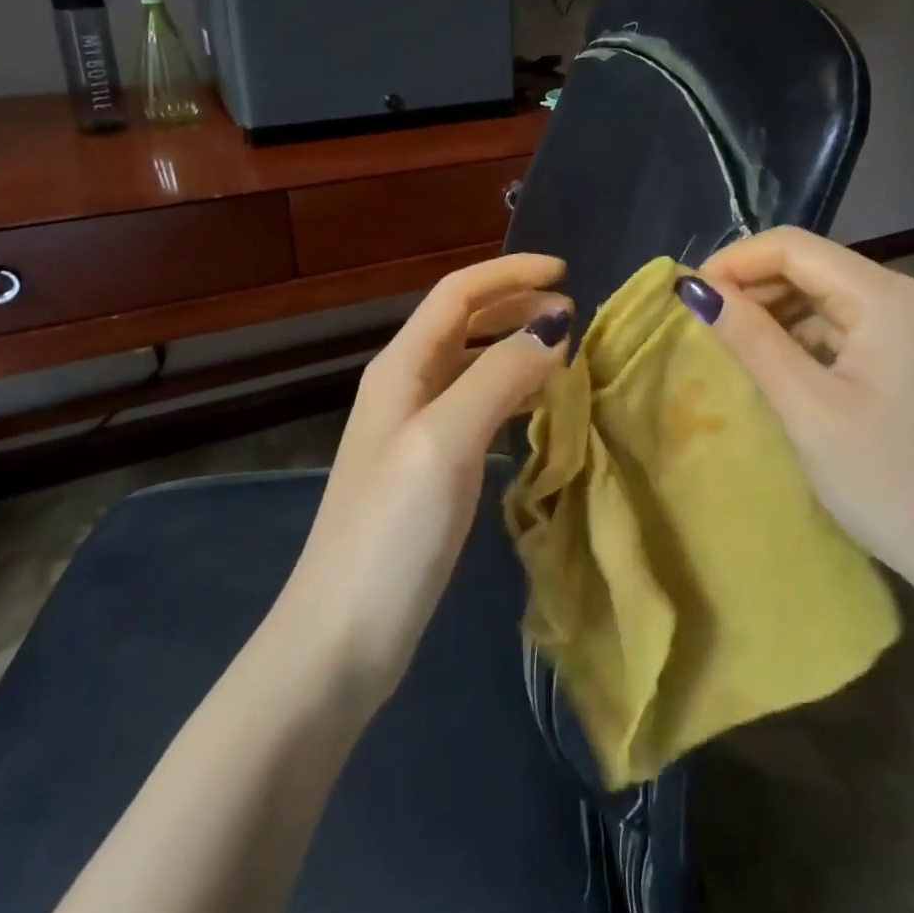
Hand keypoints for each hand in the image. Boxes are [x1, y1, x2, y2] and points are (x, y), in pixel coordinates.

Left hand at [277, 254, 571, 702]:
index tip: (566, 273)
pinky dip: (510, 393)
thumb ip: (499, 375)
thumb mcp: (446, 441)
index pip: (458, 292)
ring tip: (565, 354)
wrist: (340, 639)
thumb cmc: (391, 532)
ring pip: (472, 365)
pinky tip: (537, 410)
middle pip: (464, 322)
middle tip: (573, 314)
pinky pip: (476, 408)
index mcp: (401, 367)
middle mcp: (405, 387)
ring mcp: (415, 431)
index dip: (510, 273)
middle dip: (516, 306)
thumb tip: (554, 325)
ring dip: (515, 348)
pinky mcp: (429, 471)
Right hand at [679, 226, 913, 621]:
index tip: (689, 297)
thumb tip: (695, 289)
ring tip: (732, 343)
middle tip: (704, 324)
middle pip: (812, 265)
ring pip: (827, 294)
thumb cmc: (891, 484)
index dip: (734, 261)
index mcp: (889, 297)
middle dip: (752, 285)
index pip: (794, 247)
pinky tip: (778, 361)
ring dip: (776, 310)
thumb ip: (751, 339)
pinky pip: (848, 324)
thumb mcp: (808, 409)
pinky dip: (805, 334)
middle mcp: (910, 296)